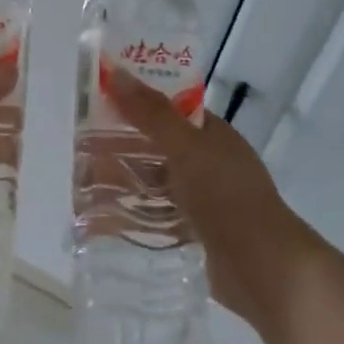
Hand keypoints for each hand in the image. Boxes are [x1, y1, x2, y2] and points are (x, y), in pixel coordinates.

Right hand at [101, 64, 328, 339]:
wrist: (266, 270)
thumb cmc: (228, 199)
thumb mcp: (188, 150)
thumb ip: (151, 114)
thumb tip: (115, 72)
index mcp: (212, 137)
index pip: (167, 110)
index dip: (133, 104)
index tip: (95, 104)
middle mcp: (207, 165)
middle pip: (154, 149)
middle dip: (118, 148)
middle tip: (77, 150)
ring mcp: (201, 201)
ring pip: (151, 185)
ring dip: (120, 184)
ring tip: (80, 186)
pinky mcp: (193, 234)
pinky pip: (154, 219)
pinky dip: (129, 217)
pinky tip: (99, 221)